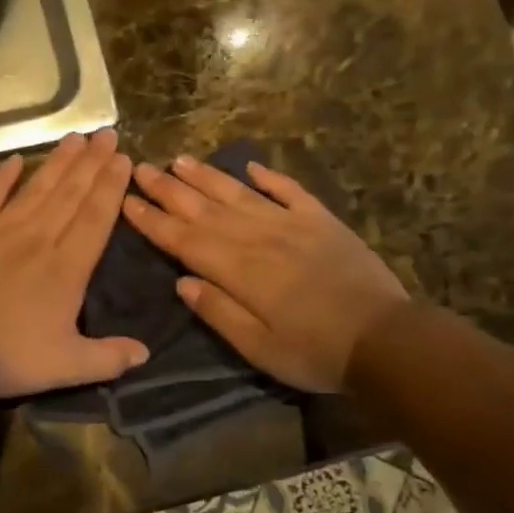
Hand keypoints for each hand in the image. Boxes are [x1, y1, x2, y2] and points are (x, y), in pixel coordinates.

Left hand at [0, 130, 149, 397]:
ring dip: (58, 162)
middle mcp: (37, 239)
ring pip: (37, 188)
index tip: (124, 160)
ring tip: (76, 137)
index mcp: (66, 269)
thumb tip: (145, 352)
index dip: (111, 188)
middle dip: (92, 164)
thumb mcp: (64, 366)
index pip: (95, 219)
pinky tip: (14, 160)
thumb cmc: (1, 355)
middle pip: (70, 194)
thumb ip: (107, 358)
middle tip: (108, 134)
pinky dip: (2, 177)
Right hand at [121, 154, 409, 392]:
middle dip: (169, 189)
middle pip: (205, 209)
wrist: (386, 340)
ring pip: (240, 194)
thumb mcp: (259, 347)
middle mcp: (260, 238)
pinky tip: (250, 167)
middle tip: (141, 167)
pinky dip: (269, 177)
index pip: (185, 240)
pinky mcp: (322, 222)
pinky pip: (290, 192)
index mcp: (240, 270)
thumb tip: (182, 282)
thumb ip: (218, 312)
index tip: (127, 201)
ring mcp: (293, 225)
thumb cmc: (315, 352)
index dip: (153, 221)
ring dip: (207, 176)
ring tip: (180, 160)